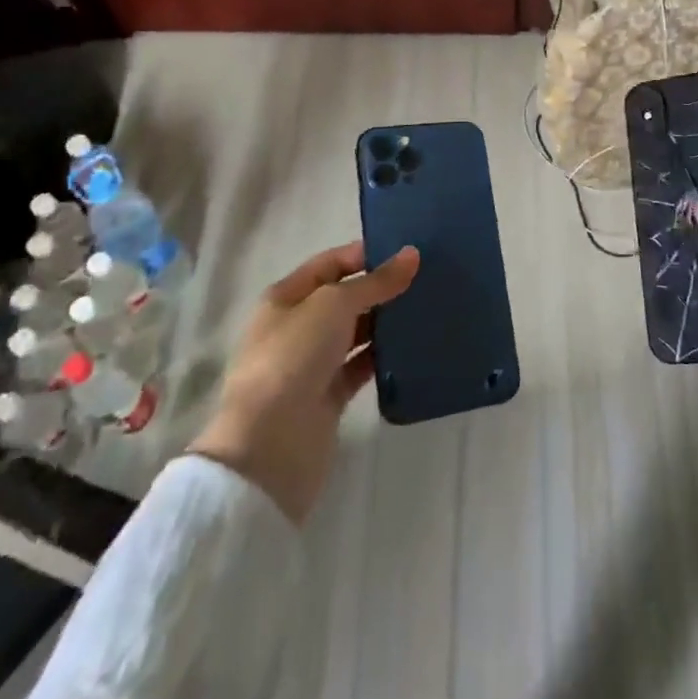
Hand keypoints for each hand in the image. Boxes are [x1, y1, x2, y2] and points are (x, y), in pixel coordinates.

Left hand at [189, 241, 419, 524]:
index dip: (364, 254)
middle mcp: (297, 327)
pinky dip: (384, 357)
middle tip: (427, 278)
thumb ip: (375, 282)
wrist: (269, 447)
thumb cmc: (292, 359)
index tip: (407, 251)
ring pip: (355, 333)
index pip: (329, 263)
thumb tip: (412, 255)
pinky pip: (362, 367)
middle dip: (380, 287)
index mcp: (285, 298)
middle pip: (344, 298)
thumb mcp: (334, 305)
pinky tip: (414, 347)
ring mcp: (312, 364)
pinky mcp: (329, 397)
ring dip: (385, 322)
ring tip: (428, 308)